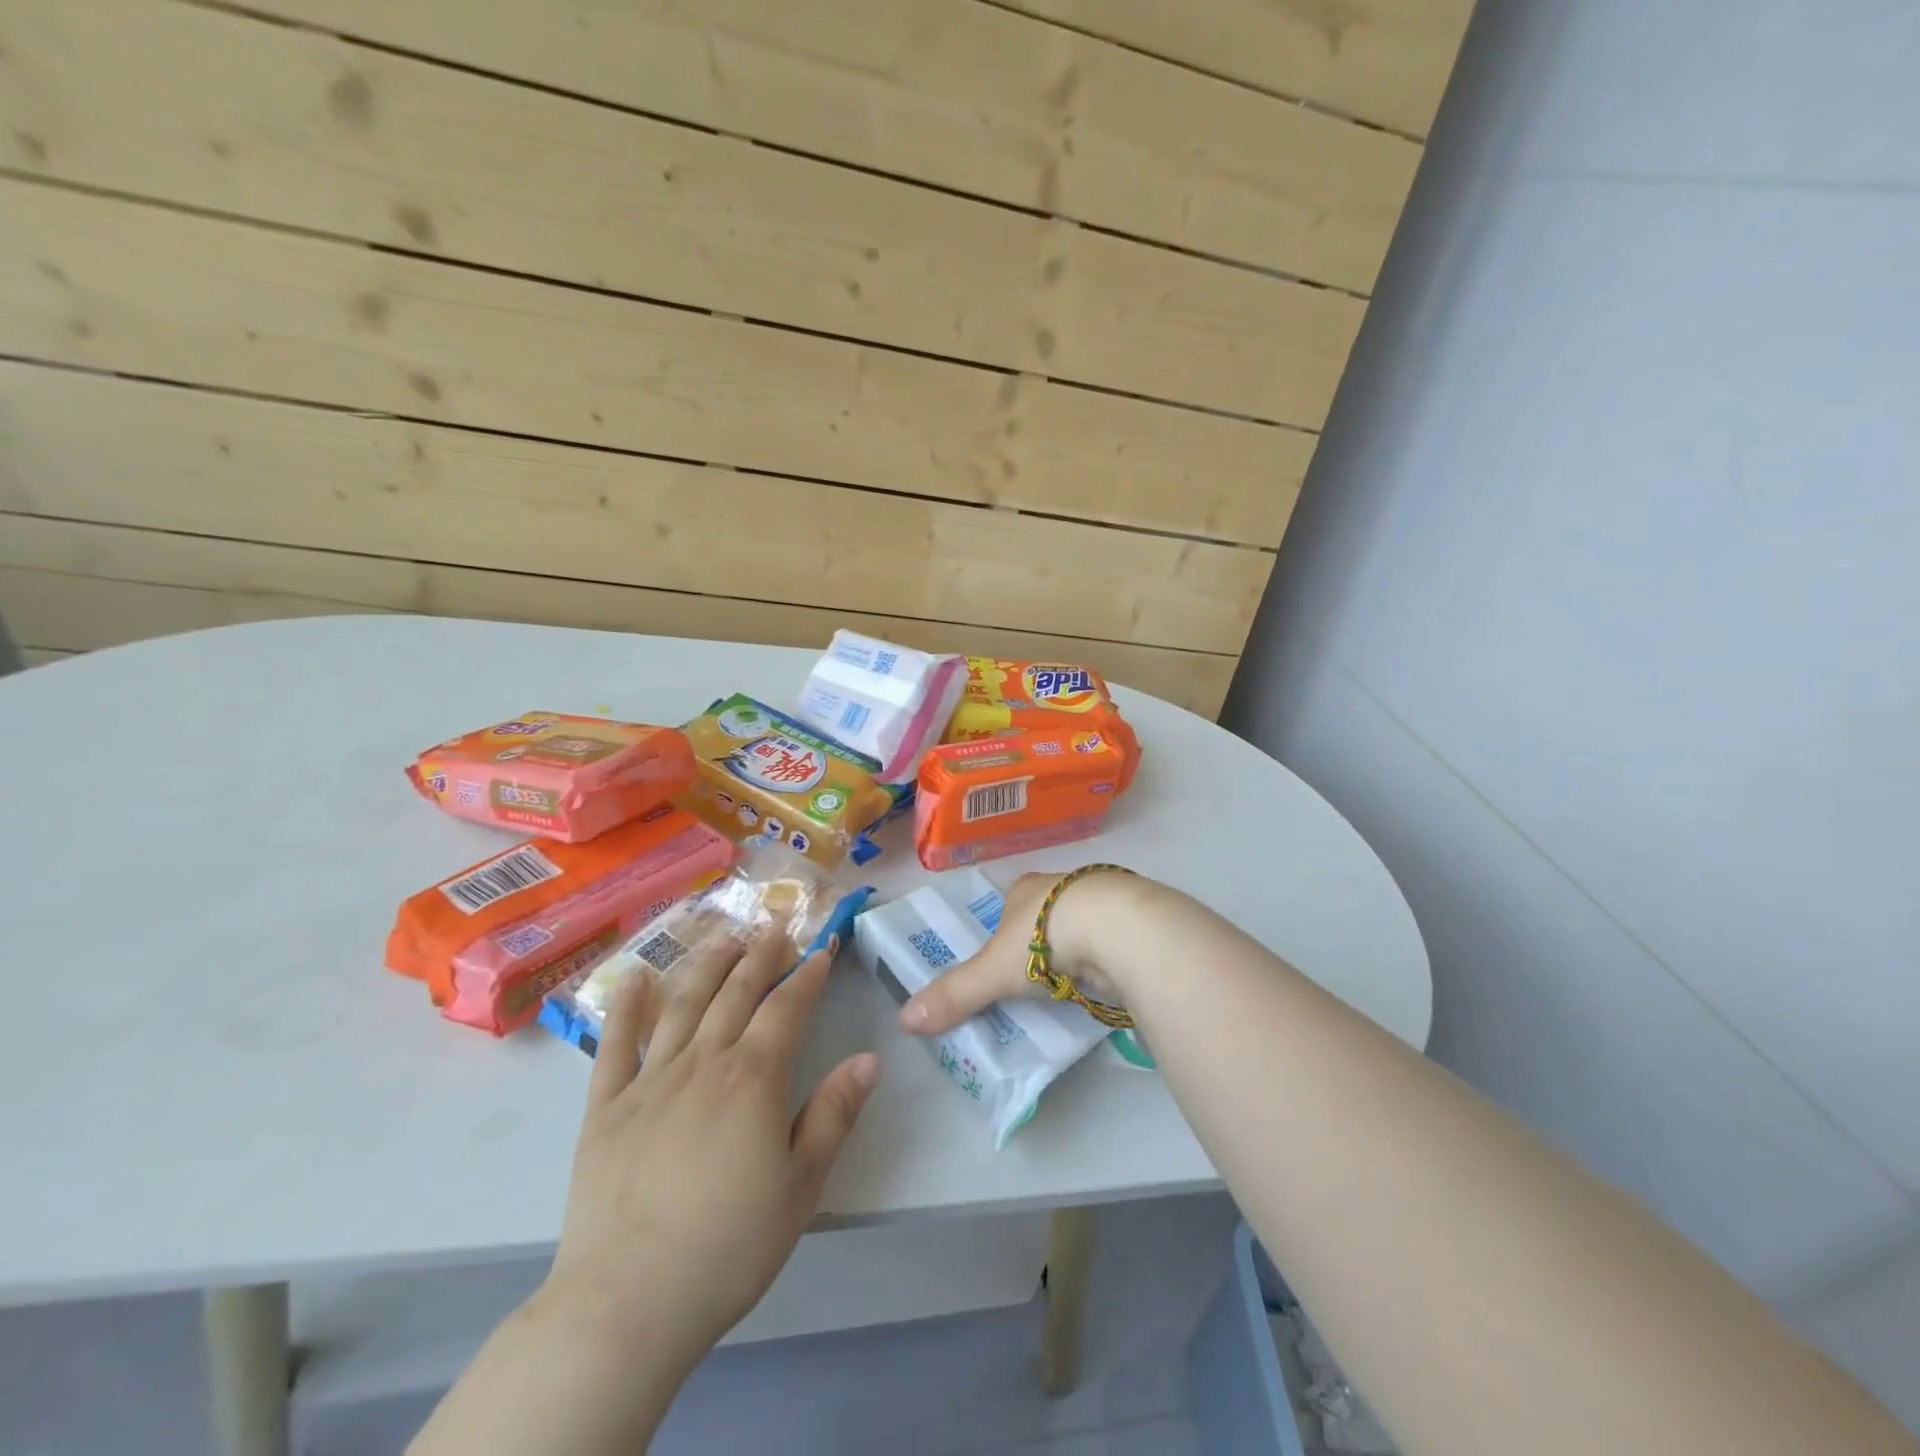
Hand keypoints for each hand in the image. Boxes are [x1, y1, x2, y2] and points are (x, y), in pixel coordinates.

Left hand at [546, 923, 880, 1365]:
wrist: (628, 1300)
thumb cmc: (730, 1244)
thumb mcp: (803, 1183)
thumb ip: (834, 1112)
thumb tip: (868, 1058)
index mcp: (754, 1077)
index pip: (787, 1007)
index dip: (808, 973)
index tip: (823, 946)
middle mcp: (703, 1062)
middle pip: (736, 992)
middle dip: (761, 954)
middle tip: (775, 923)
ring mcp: (650, 1080)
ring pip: (683, 1004)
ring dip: (706, 964)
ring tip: (724, 936)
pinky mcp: (606, 1108)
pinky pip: (615, 1045)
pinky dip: (627, 1007)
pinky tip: (635, 979)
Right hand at [896, 869, 1137, 1037]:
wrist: (1118, 928)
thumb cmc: (1045, 937)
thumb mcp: (993, 971)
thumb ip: (956, 994)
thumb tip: (904, 1020)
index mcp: (1025, 889)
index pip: (1009, 907)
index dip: (1003, 932)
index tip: (1003, 962)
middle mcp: (1062, 886)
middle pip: (1045, 917)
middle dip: (1041, 943)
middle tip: (1036, 980)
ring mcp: (1101, 901)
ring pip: (1081, 927)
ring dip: (1076, 951)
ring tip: (1070, 985)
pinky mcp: (1132, 921)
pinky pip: (1111, 942)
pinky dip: (1106, 959)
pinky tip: (1105, 979)